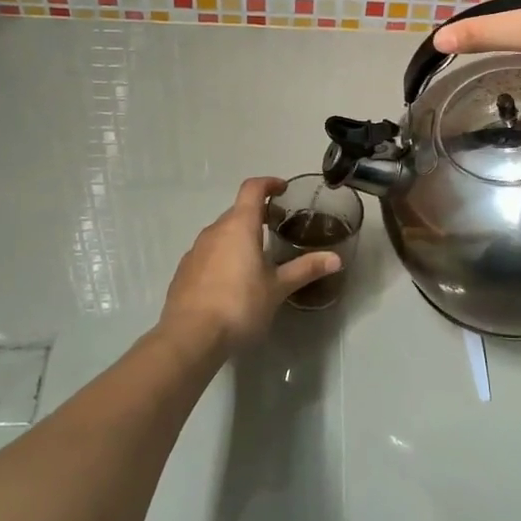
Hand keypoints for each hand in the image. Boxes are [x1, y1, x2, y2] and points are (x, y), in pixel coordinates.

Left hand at [157, 177, 341, 356]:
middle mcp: (215, 230)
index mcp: (239, 226)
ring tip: (256, 255)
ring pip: (221, 232)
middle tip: (277, 226)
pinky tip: (232, 280)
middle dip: (257, 214)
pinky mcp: (184, 271)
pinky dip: (223, 255)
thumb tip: (336, 259)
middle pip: (237, 211)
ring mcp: (195, 250)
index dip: (269, 183)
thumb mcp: (277, 288)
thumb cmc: (239, 305)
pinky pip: (208, 252)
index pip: (253, 189)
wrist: (189, 337)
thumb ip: (305, 269)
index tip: (283, 189)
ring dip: (239, 236)